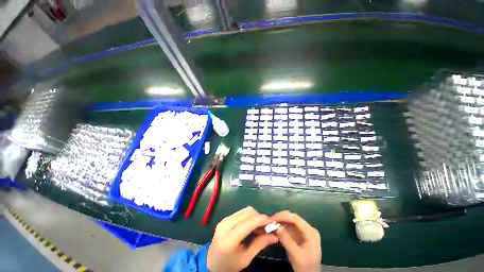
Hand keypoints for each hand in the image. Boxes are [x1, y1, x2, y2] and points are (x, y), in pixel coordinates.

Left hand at [207, 207, 278, 271]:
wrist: (211, 263)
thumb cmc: (229, 265)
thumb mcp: (246, 259)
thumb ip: (260, 244)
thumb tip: (275, 236)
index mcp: (230, 238)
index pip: (248, 223)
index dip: (262, 219)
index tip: (273, 222)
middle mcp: (226, 224)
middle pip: (247, 212)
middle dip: (259, 217)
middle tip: (267, 226)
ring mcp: (224, 219)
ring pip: (245, 210)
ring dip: (255, 216)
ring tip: (259, 227)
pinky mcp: (225, 218)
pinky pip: (240, 212)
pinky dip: (249, 216)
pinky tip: (251, 225)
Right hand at [271, 211, 320, 271]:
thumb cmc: (305, 266)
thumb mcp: (296, 255)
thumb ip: (287, 240)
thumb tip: (276, 226)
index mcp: (310, 232)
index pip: (295, 218)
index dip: (283, 216)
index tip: (272, 219)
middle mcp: (307, 228)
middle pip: (292, 217)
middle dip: (280, 218)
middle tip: (269, 221)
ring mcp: (303, 230)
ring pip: (289, 220)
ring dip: (279, 221)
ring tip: (270, 225)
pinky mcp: (298, 233)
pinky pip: (288, 226)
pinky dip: (281, 226)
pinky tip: (274, 229)